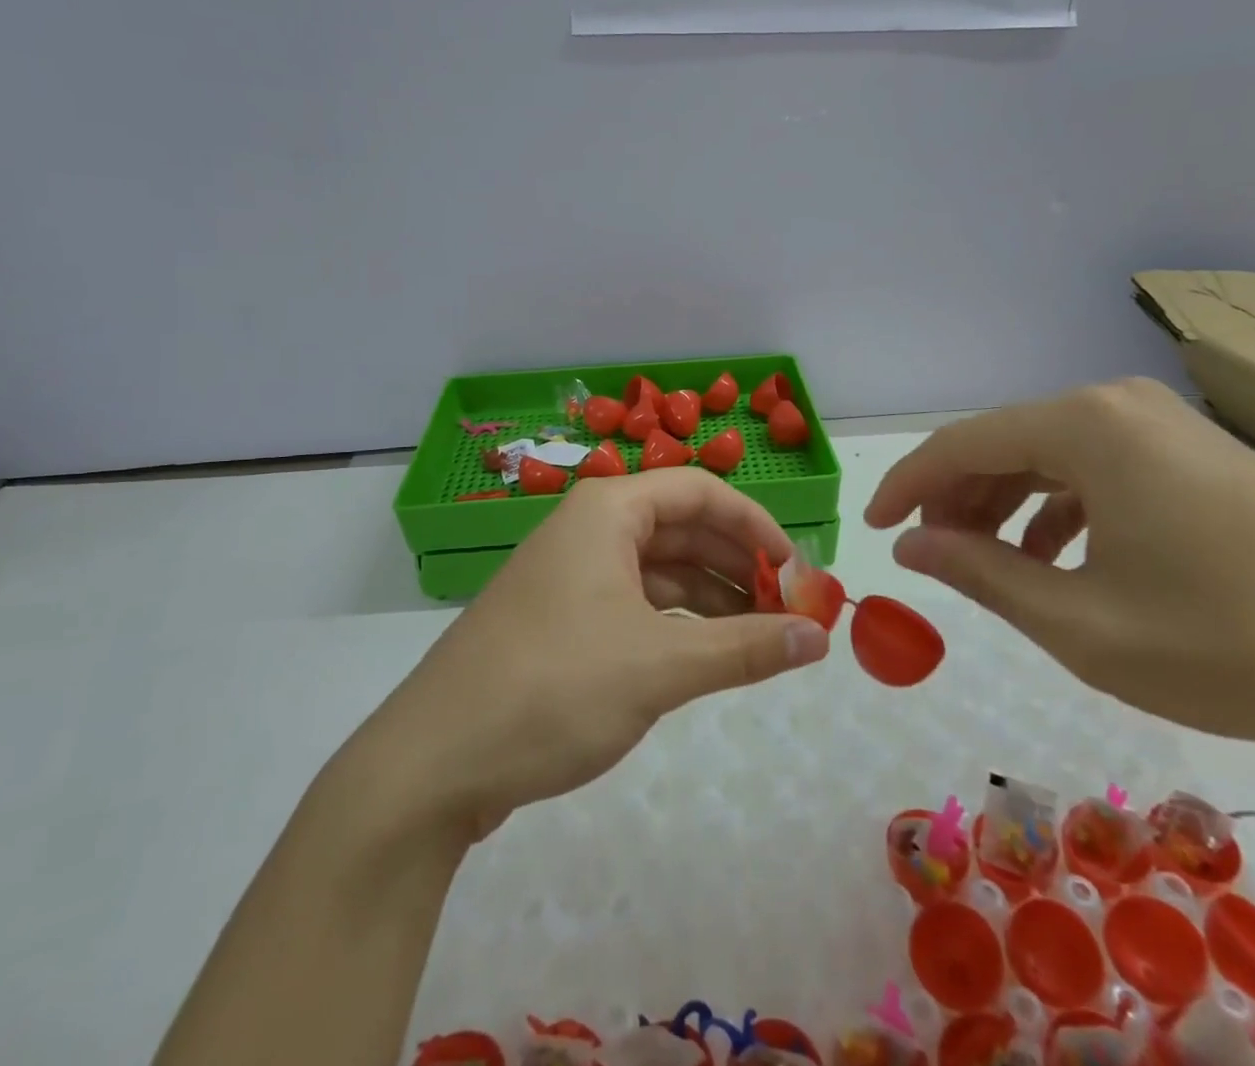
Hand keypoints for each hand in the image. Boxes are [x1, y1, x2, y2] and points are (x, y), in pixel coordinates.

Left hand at [355, 470, 830, 842]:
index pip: (700, 492)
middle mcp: (589, 530)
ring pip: (659, 570)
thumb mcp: (659, 667)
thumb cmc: (552, 689)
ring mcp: (571, 575)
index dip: (756, 526)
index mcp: (608, 511)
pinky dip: (677, 623)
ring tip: (762, 637)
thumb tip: (821, 638)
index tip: (799, 573)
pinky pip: (635, 603)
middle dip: (738, 565)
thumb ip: (745, 648)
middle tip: (790, 611)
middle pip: (681, 528)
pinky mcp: (561, 621)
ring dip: (712, 597)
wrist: (433, 763)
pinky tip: (707, 654)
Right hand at [865, 378, 1254, 758]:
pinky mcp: (1194, 452)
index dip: (907, 485)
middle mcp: (1118, 404)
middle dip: (957, 498)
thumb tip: (909, 547)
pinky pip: (1097, 467)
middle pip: (1004, 442)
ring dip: (1005, 504)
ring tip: (987, 562)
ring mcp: (1163, 424)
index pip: (961, 442)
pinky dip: (1059, 507)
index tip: (873, 528)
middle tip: (931, 554)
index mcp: (1085, 426)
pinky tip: (1057, 557)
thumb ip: (978, 573)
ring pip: (1049, 455)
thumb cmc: (1223, 643)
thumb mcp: (1077, 621)